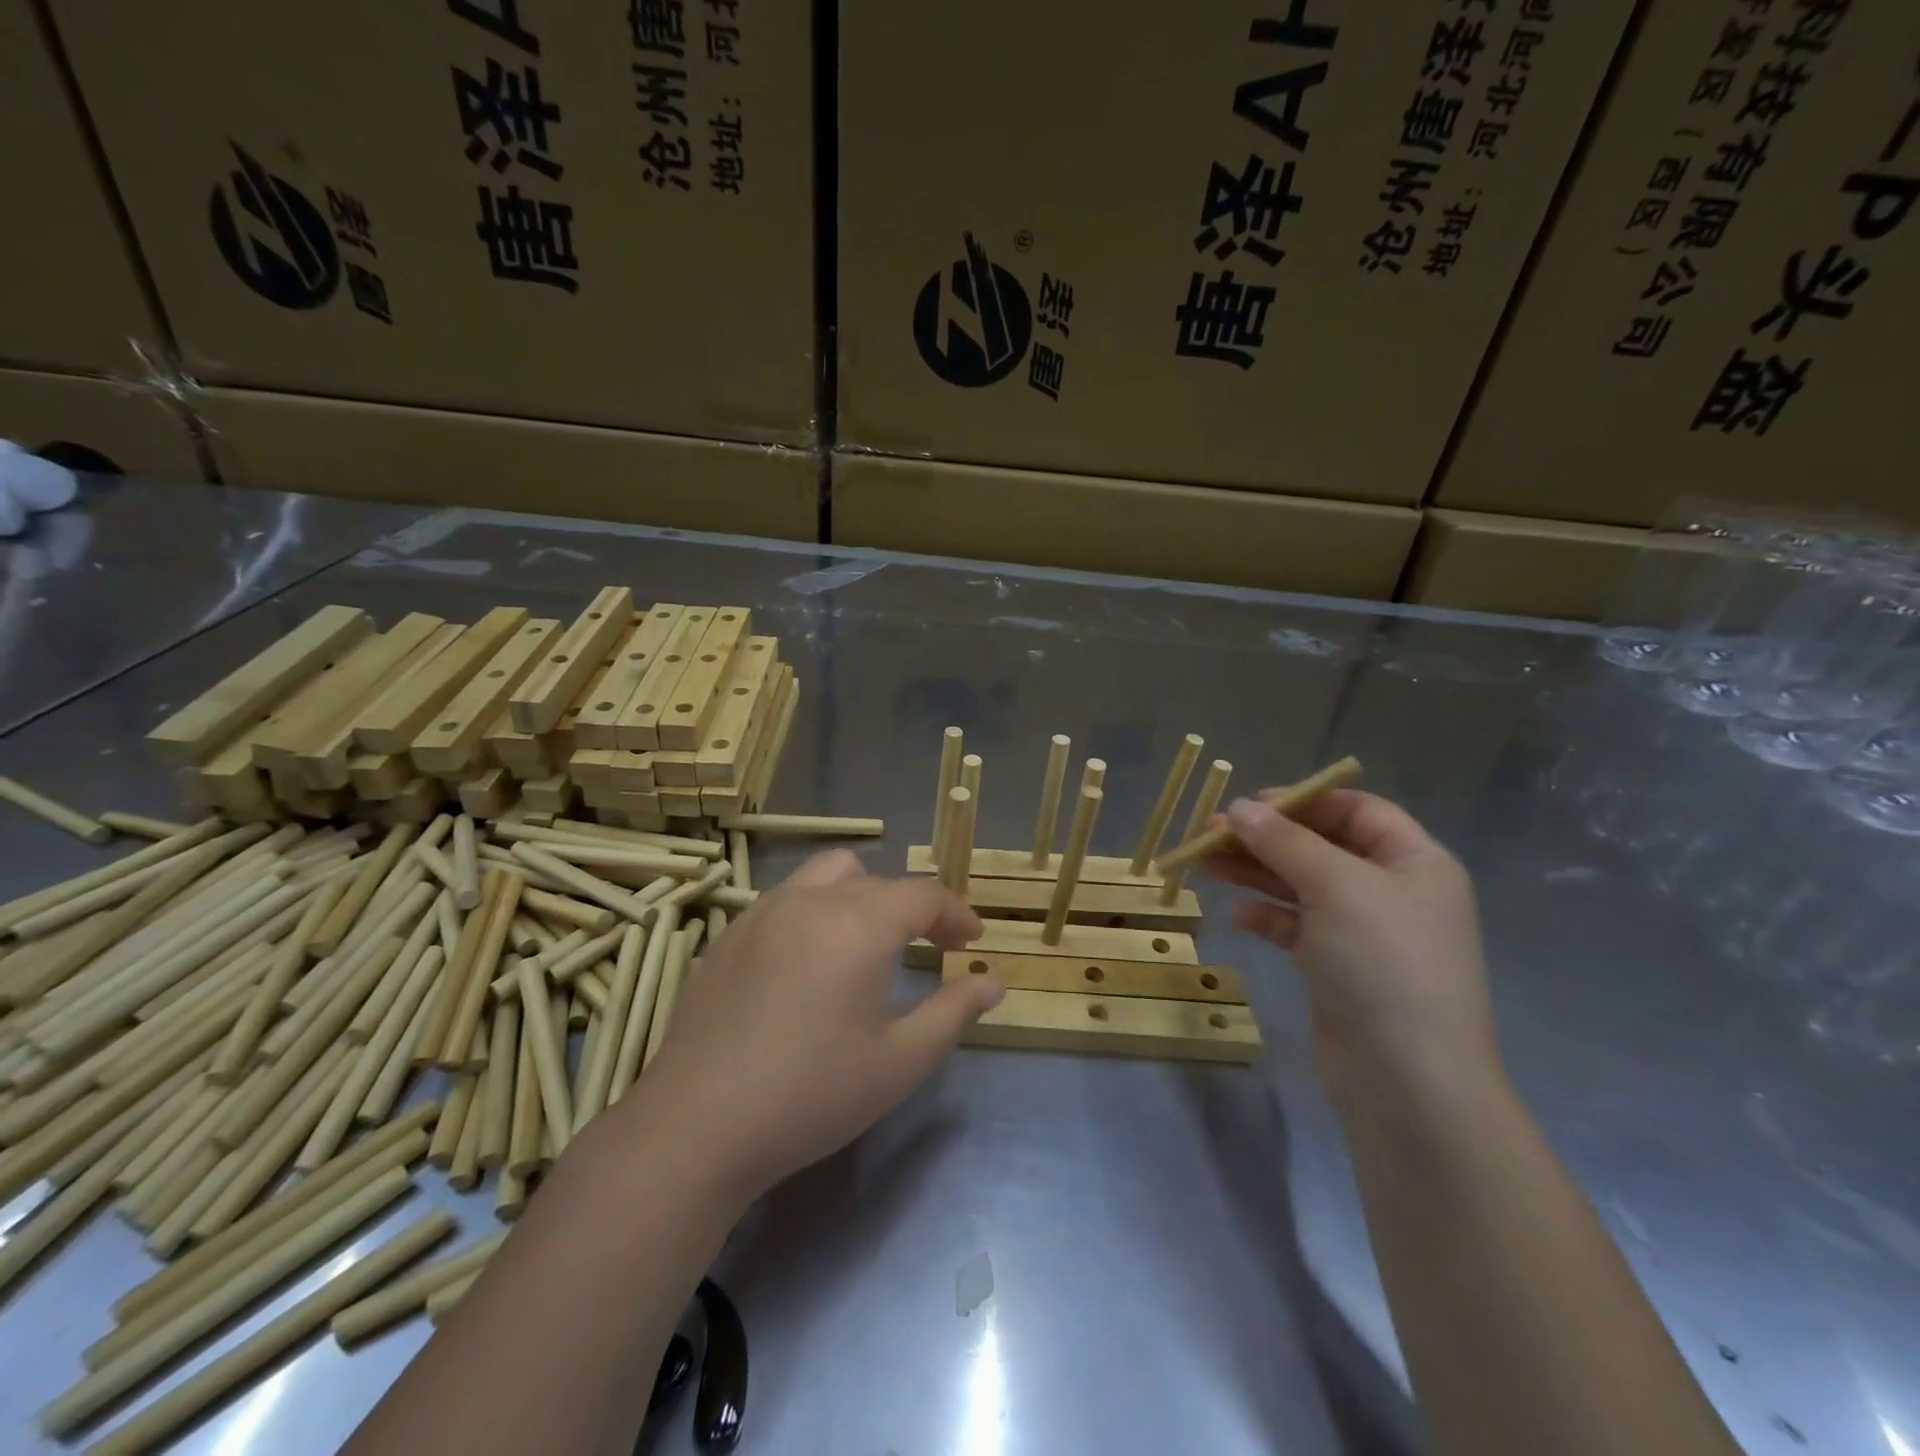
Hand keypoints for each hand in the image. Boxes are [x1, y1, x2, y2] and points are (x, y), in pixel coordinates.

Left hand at [633, 850, 1001, 1200]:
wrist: (695, 1127)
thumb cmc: (810, 1096)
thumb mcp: (899, 1063)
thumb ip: (953, 1013)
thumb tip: (993, 983)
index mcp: (858, 924)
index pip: (922, 894)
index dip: (955, 912)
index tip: (971, 942)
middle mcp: (810, 900)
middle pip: (878, 880)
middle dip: (913, 906)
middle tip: (931, 946)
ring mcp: (762, 912)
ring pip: (827, 874)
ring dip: (862, 894)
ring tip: (870, 940)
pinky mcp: (729, 935)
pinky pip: (787, 898)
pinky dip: (818, 909)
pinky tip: (811, 961)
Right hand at [1206, 791, 1499, 1098]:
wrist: (1408, 1081)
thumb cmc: (1383, 963)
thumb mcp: (1336, 887)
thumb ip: (1284, 842)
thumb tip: (1240, 808)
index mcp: (1414, 862)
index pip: (1355, 810)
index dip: (1302, 801)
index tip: (1249, 805)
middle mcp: (1392, 891)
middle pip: (1320, 846)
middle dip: (1266, 838)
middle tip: (1209, 834)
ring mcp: (1365, 932)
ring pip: (1302, 886)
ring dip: (1255, 872)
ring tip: (1205, 865)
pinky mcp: (1339, 968)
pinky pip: (1297, 927)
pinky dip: (1267, 916)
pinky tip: (1237, 915)